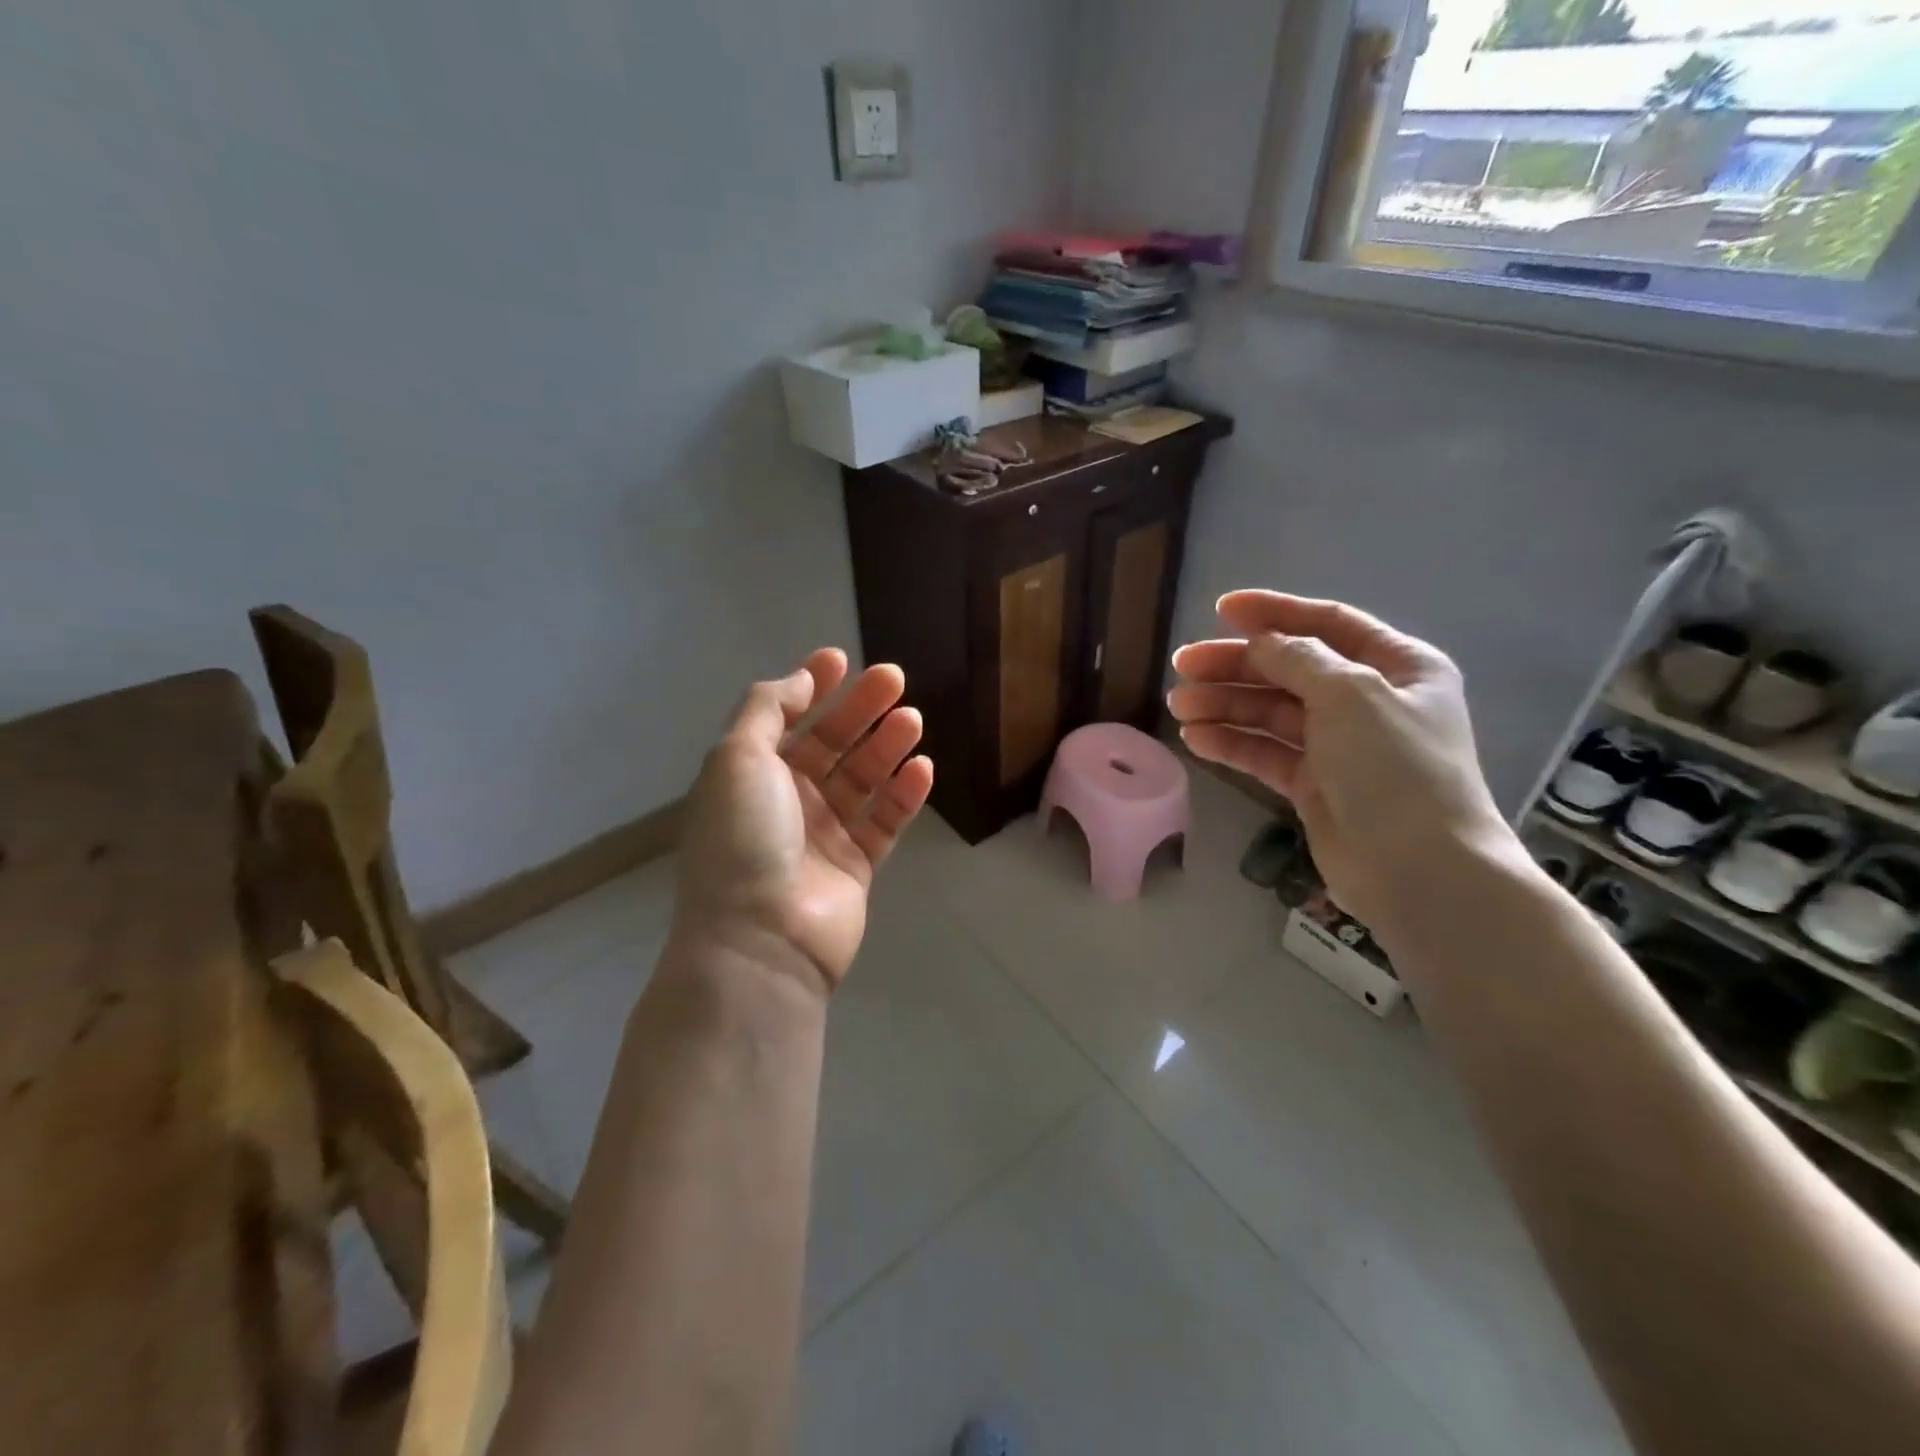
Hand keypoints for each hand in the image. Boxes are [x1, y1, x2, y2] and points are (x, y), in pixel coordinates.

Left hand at [671, 649, 933, 992]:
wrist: (761, 939)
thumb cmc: (743, 839)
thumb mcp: (737, 758)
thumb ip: (767, 709)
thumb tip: (800, 679)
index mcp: (752, 775)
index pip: (784, 718)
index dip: (811, 686)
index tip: (841, 659)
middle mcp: (787, 800)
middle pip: (831, 743)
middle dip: (861, 709)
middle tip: (895, 679)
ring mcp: (823, 834)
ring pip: (863, 779)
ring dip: (887, 746)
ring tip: (914, 719)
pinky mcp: (856, 866)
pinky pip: (885, 821)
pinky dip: (904, 794)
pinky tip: (924, 768)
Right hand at [1169, 592, 1517, 937]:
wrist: (1419, 870)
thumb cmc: (1395, 769)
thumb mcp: (1351, 695)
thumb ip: (1300, 660)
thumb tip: (1260, 642)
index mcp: (1398, 666)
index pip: (1327, 624)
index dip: (1274, 612)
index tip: (1220, 609)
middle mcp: (1369, 700)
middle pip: (1290, 669)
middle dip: (1235, 665)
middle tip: (1182, 666)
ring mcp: (1340, 745)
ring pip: (1271, 712)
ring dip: (1224, 705)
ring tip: (1178, 706)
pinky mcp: (1315, 785)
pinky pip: (1266, 753)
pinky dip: (1232, 743)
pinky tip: (1196, 738)